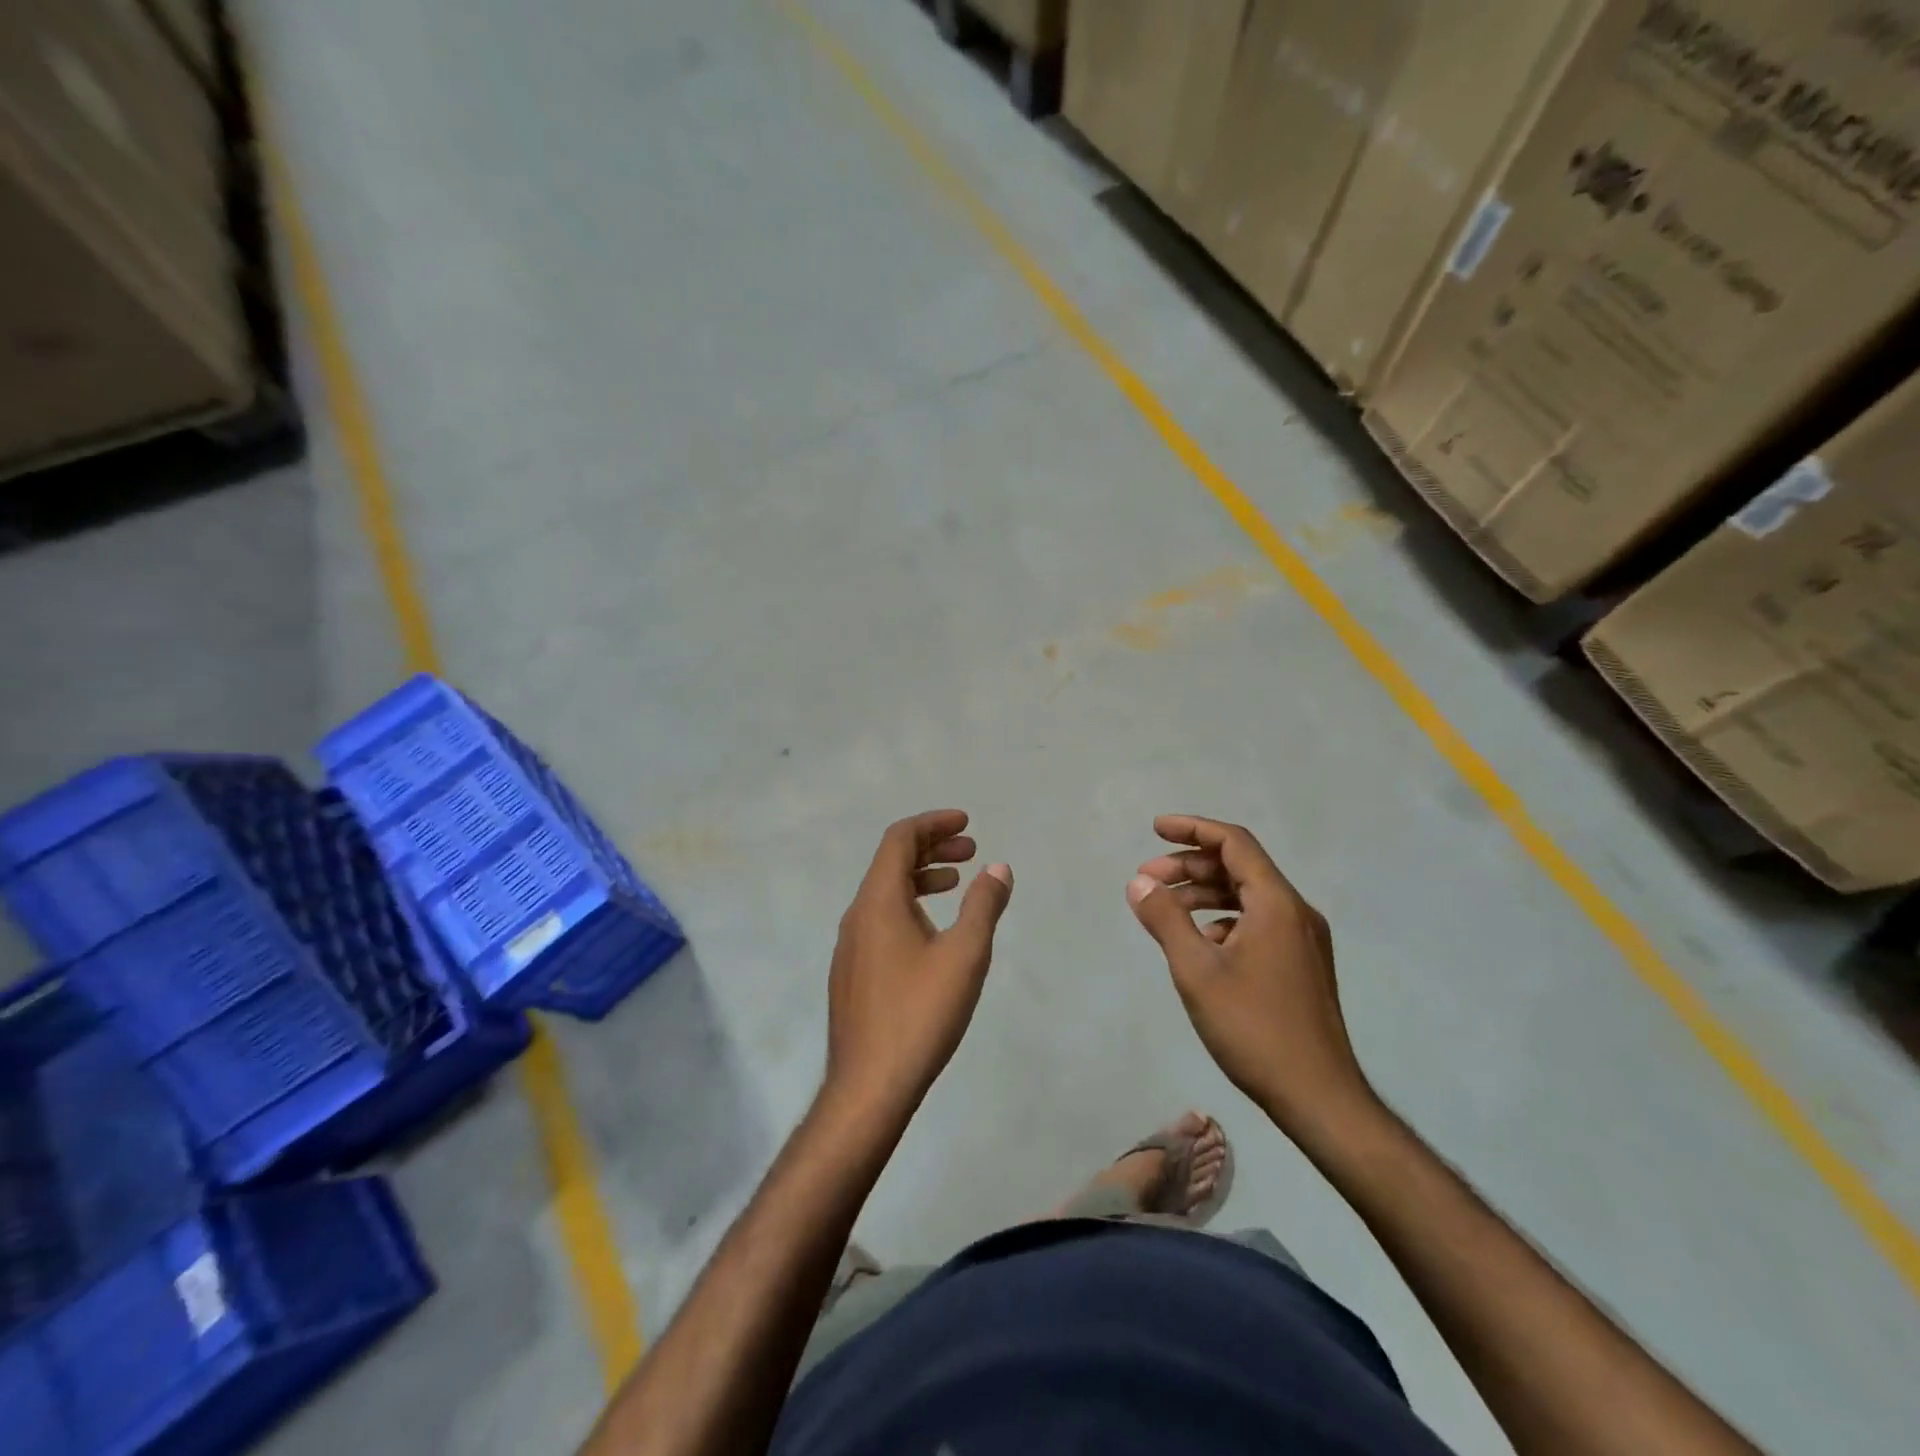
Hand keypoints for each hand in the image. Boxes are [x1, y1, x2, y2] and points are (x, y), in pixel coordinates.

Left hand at [825, 810, 1012, 1120]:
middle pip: (891, 862)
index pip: (900, 839)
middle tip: (971, 850)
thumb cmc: (920, 1013)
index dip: (933, 823)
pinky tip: (933, 931)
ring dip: (922, 878)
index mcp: (878, 901)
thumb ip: (983, 906)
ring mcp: (850, 945)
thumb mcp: (964, 955)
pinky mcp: (852, 972)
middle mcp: (857, 915)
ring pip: (885, 892)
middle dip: (932, 848)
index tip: (966, 823)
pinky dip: (910, 905)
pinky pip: (881, 919)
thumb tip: (998, 867)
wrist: (868, 1086)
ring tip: (957, 883)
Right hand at [1128, 815, 1375, 1141]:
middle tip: (1148, 877)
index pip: (1234, 843)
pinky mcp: (1301, 965)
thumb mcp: (1197, 971)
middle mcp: (1295, 912)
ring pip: (1248, 897)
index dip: (1193, 829)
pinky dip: (1223, 920)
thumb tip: (1139, 882)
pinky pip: (1257, 922)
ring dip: (1204, 893)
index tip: (1156, 829)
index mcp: (1276, 904)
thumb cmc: (1254, 1028)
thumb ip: (1166, 920)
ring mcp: (1303, 940)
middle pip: (1240, 867)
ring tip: (1164, 908)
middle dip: (1191, 866)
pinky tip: (1199, 943)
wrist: (1319, 1097)